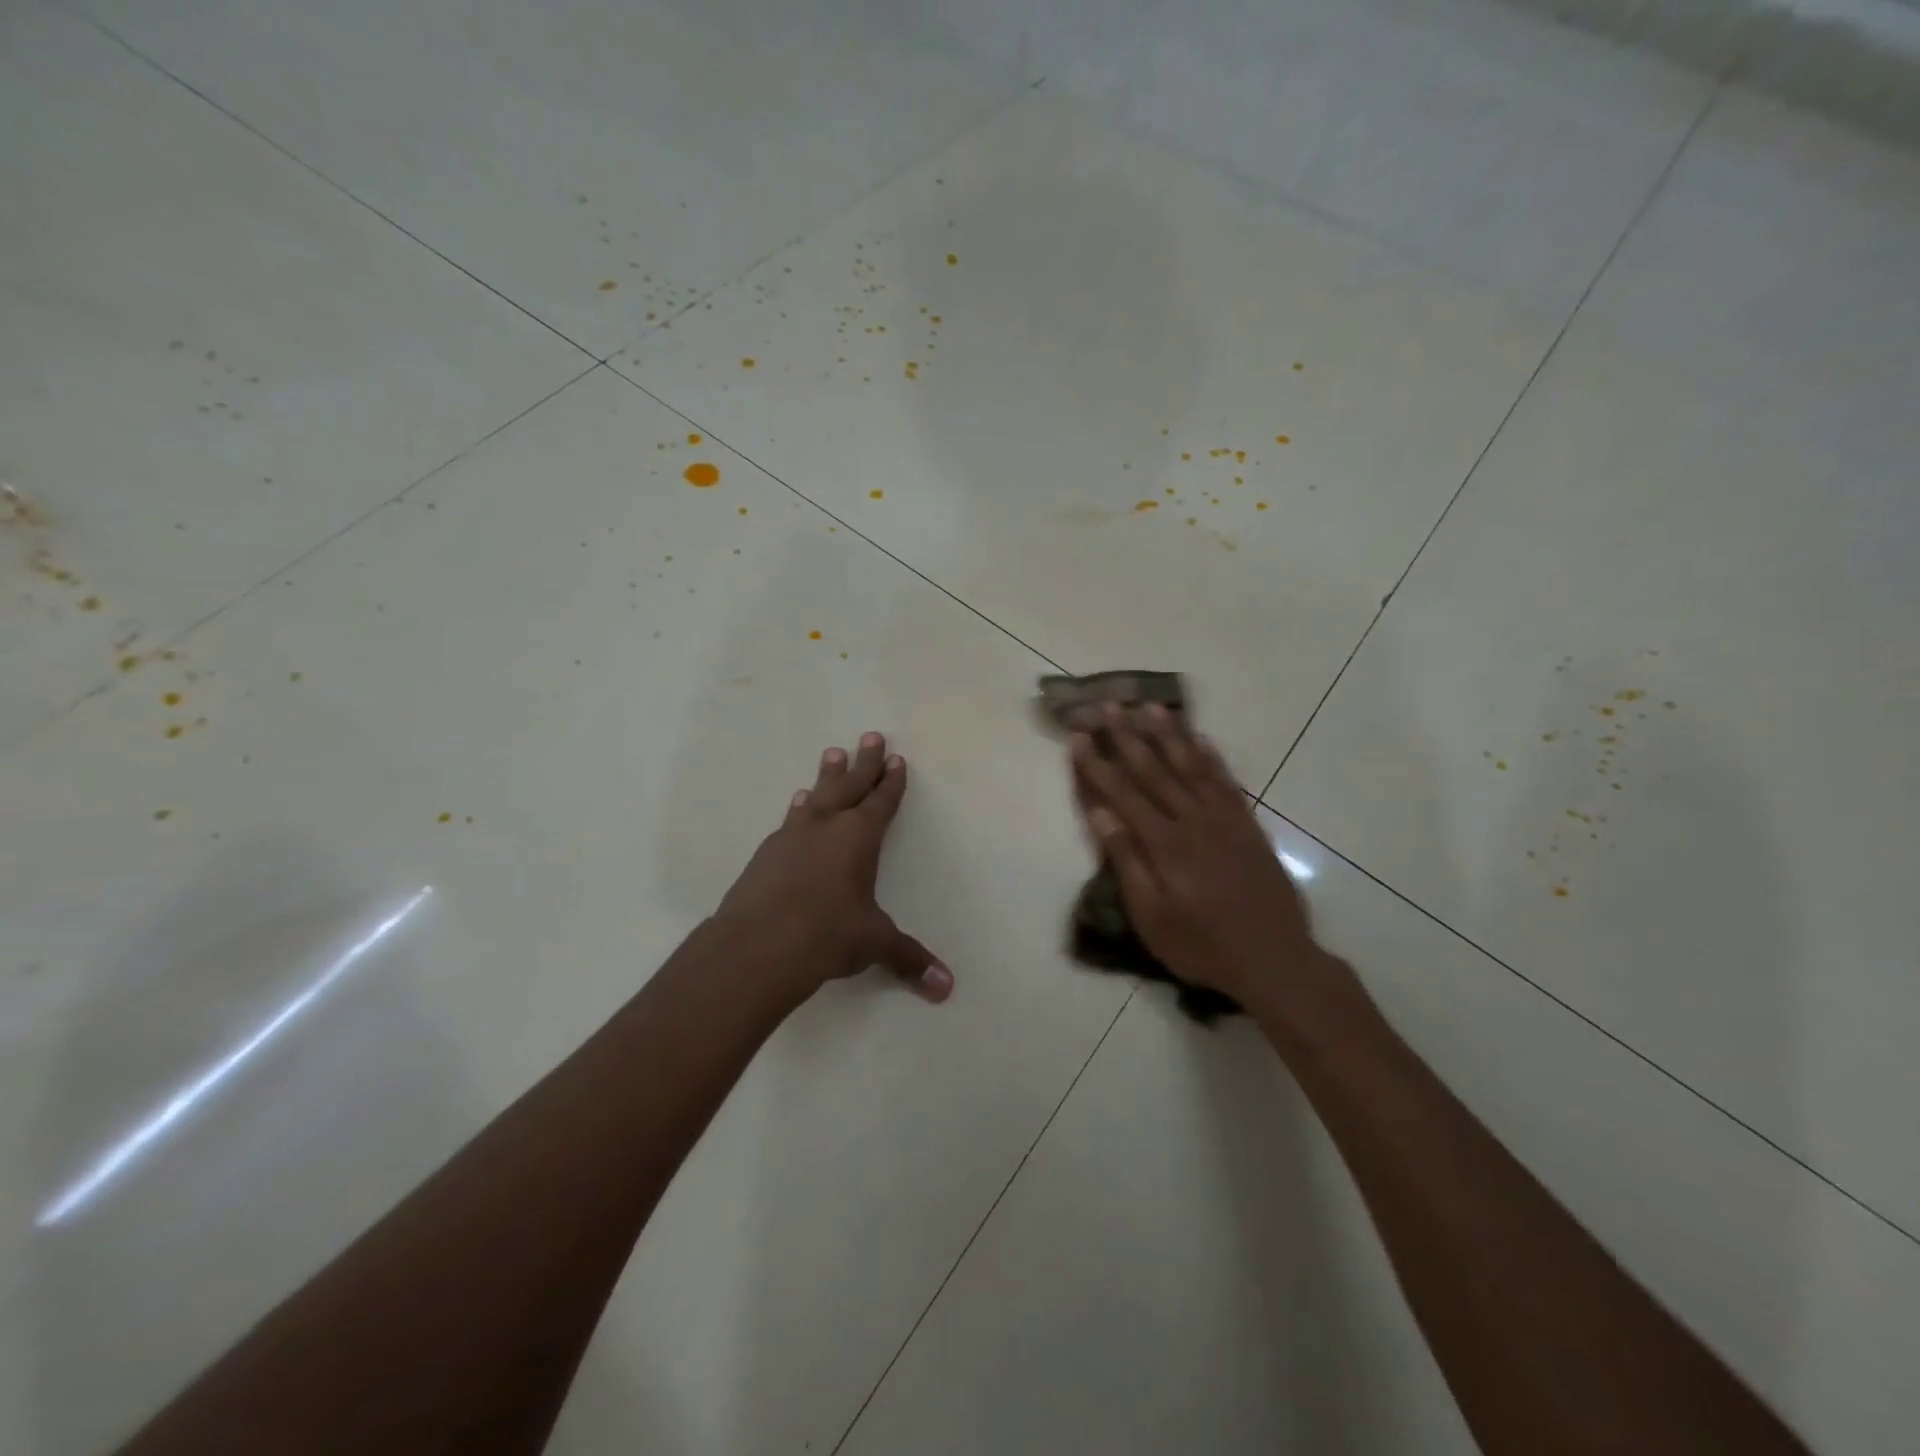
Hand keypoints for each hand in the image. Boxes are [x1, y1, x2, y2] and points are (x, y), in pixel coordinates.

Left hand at [714, 732, 952, 1003]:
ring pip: (816, 797)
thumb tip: (947, 987)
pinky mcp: (766, 854)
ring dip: (827, 777)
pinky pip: (790, 820)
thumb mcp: (873, 944)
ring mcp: (792, 837)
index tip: (896, 760)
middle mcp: (827, 827)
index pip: (881, 803)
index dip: (891, 782)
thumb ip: (909, 959)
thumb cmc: (827, 935)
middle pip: (850, 786)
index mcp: (859, 838)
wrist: (756, 946)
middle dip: (864, 763)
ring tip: (831, 755)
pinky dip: (799, 810)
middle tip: (870, 736)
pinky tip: (797, 806)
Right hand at [1069, 704, 1338, 1015]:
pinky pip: (1226, 781)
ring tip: (1150, 707)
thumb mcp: (1151, 916)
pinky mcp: (1248, 826)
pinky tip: (1200, 739)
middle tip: (1109, 705)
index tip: (1078, 735)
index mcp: (1164, 843)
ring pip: (1191, 766)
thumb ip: (1126, 861)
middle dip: (1127, 736)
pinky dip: (1211, 757)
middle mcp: (1192, 820)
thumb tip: (1100, 813)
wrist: (1275, 959)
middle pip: (1153, 769)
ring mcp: (1224, 819)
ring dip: (1168, 735)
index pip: (1121, 793)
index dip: (1097, 763)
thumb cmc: (1202, 945)